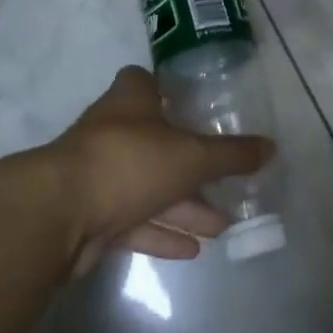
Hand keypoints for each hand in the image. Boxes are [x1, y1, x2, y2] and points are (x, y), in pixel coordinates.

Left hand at [43, 66, 275, 277]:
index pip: (146, 82)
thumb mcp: (191, 155)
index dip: (169, 91)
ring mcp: (99, 174)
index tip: (195, 106)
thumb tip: (272, 147)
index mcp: (130, 101)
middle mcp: (112, 131)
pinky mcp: (90, 216)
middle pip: (156, 142)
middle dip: (190, 165)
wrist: (59, 214)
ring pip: (147, 187)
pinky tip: (192, 249)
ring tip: (221, 225)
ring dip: (183, 206)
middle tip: (225, 184)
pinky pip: (133, 222)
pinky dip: (160, 232)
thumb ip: (231, 154)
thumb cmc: (129, 161)